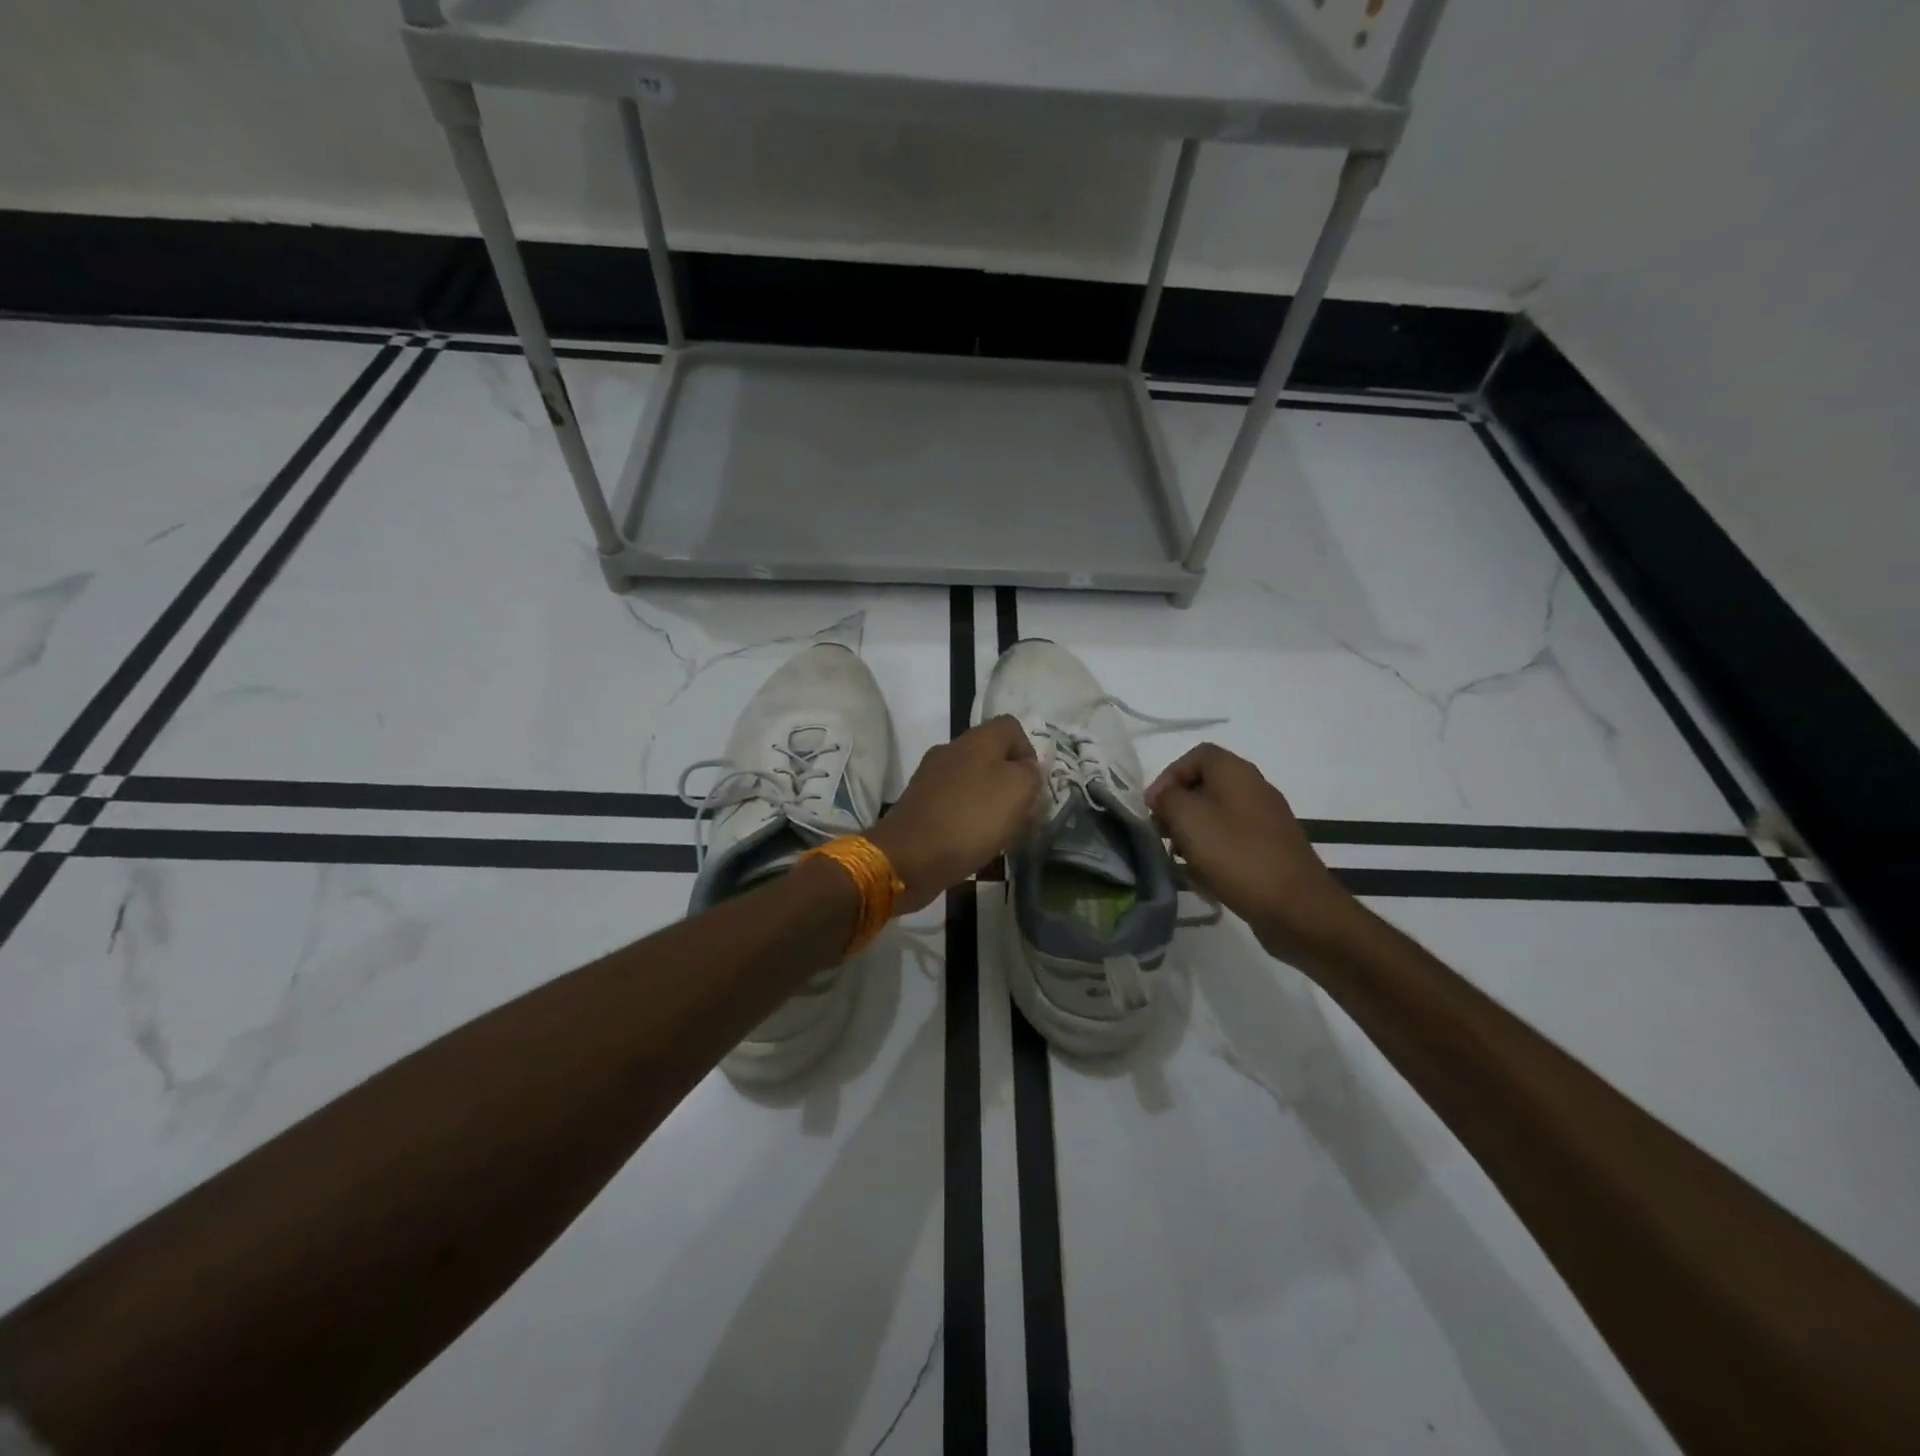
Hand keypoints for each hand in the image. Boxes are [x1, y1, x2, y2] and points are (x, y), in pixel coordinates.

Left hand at [869, 715, 1041, 912]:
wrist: (909, 857)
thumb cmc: (971, 819)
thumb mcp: (1018, 790)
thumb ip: (1030, 773)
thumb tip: (1026, 769)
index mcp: (976, 740)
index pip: (1010, 726)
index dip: (1028, 751)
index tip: (1033, 784)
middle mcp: (950, 751)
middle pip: (990, 755)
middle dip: (1010, 781)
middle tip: (1021, 812)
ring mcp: (930, 777)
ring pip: (972, 780)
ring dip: (989, 802)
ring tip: (1000, 832)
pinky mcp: (919, 804)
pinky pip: (953, 803)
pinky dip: (967, 818)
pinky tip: (973, 841)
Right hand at [1146, 743, 1362, 965]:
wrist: (1297, 906)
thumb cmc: (1236, 854)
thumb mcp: (1188, 818)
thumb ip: (1168, 798)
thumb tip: (1165, 797)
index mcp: (1236, 772)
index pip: (1196, 755)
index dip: (1169, 775)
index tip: (1153, 806)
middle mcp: (1254, 788)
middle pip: (1206, 785)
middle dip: (1178, 806)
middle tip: (1160, 832)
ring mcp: (1266, 820)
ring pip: (1218, 814)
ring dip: (1192, 831)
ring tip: (1177, 856)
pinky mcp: (1271, 849)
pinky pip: (1233, 839)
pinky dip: (1212, 850)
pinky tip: (1202, 875)